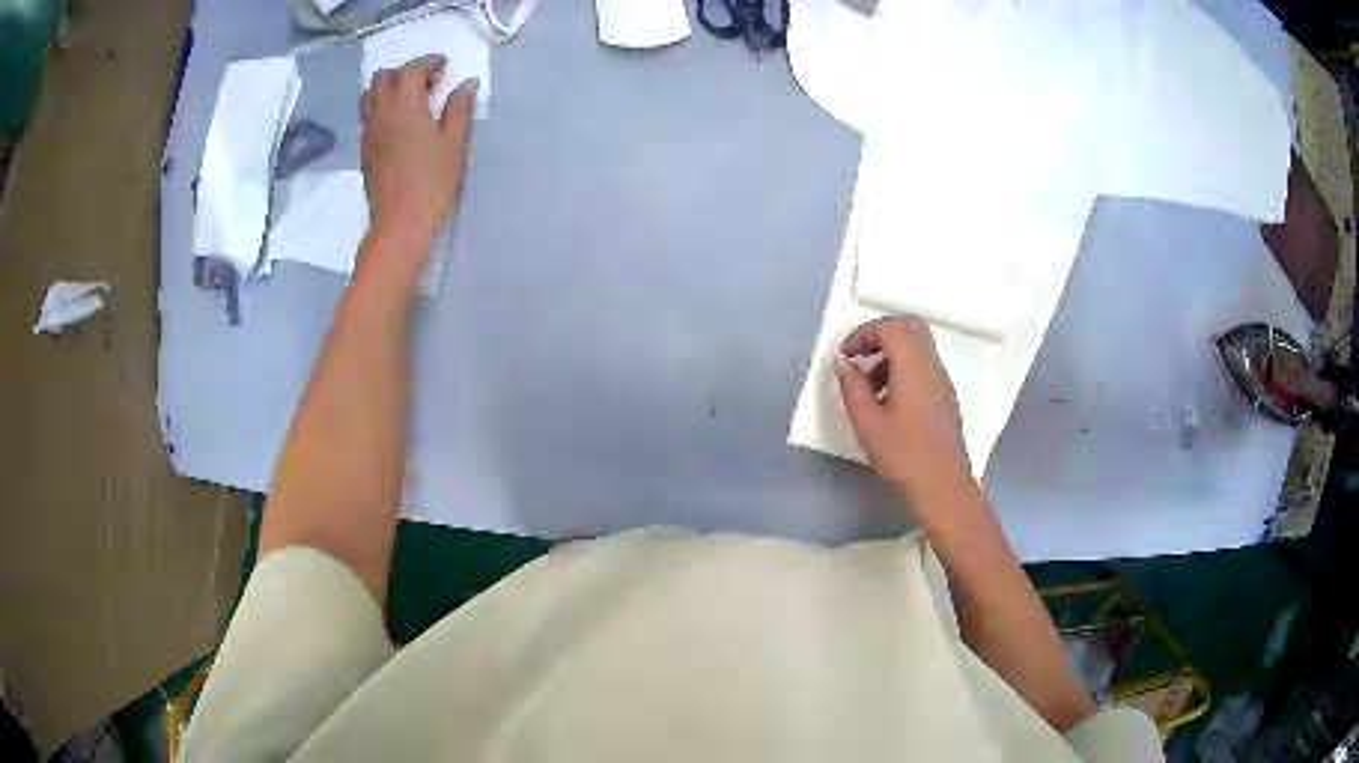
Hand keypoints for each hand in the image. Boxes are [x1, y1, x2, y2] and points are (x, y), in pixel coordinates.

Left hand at [360, 55, 477, 257]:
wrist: (400, 225)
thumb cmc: (433, 184)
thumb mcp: (454, 144)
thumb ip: (459, 109)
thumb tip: (466, 84)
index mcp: (404, 107)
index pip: (411, 70)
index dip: (429, 63)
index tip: (445, 67)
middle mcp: (380, 113)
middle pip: (383, 77)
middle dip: (406, 72)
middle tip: (429, 83)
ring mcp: (368, 132)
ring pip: (370, 95)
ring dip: (390, 88)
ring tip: (412, 100)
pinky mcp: (364, 150)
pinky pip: (368, 115)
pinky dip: (383, 107)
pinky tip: (401, 123)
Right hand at [833, 316, 973, 504]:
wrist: (943, 488)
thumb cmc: (903, 456)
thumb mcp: (867, 423)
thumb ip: (852, 387)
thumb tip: (844, 362)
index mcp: (913, 367)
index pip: (891, 327)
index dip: (864, 333)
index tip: (845, 356)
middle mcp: (932, 366)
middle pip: (909, 328)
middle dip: (880, 335)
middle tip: (858, 357)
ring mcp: (942, 381)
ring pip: (918, 346)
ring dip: (891, 354)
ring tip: (869, 387)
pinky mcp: (945, 397)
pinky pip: (924, 366)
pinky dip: (903, 368)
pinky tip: (889, 401)